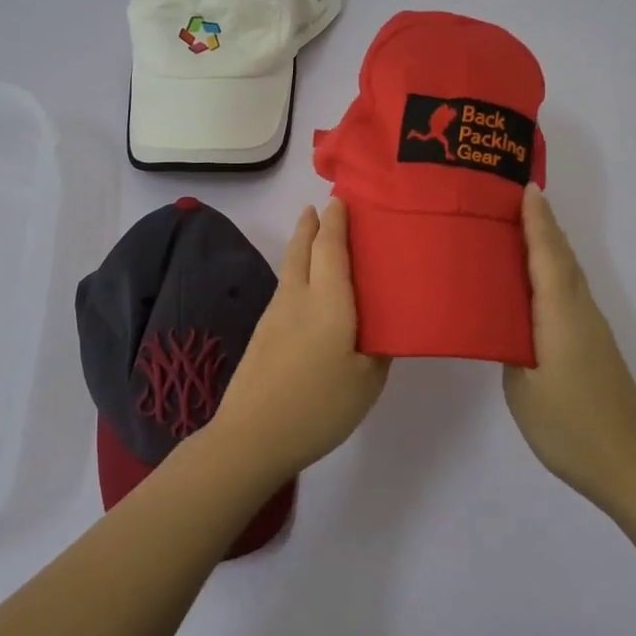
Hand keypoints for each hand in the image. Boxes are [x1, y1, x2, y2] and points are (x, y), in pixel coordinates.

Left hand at [209, 199, 389, 480]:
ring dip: (301, 245)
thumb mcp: (367, 381)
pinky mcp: (263, 334)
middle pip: (301, 248)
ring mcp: (275, 315)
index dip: (336, 220)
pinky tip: (306, 290)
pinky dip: (297, 273)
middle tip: (320, 207)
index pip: (330, 246)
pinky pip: (285, 289)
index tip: (341, 198)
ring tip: (315, 238)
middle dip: (311, 224)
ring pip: (290, 268)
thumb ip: (379, 348)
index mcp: (328, 300)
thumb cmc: (319, 405)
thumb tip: (383, 327)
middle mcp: (297, 297)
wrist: (252, 436)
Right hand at [503, 185, 635, 510]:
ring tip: (514, 232)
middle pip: (562, 257)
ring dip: (546, 248)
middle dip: (540, 225)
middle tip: (508, 200)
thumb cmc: (570, 426)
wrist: (631, 466)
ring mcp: (590, 330)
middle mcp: (580, 312)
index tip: (523, 186)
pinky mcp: (592, 348)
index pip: (547, 254)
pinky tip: (531, 287)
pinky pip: (568, 295)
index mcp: (561, 314)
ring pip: (567, 276)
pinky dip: (551, 275)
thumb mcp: (522, 386)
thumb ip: (509, 345)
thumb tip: (502, 322)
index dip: (536, 220)